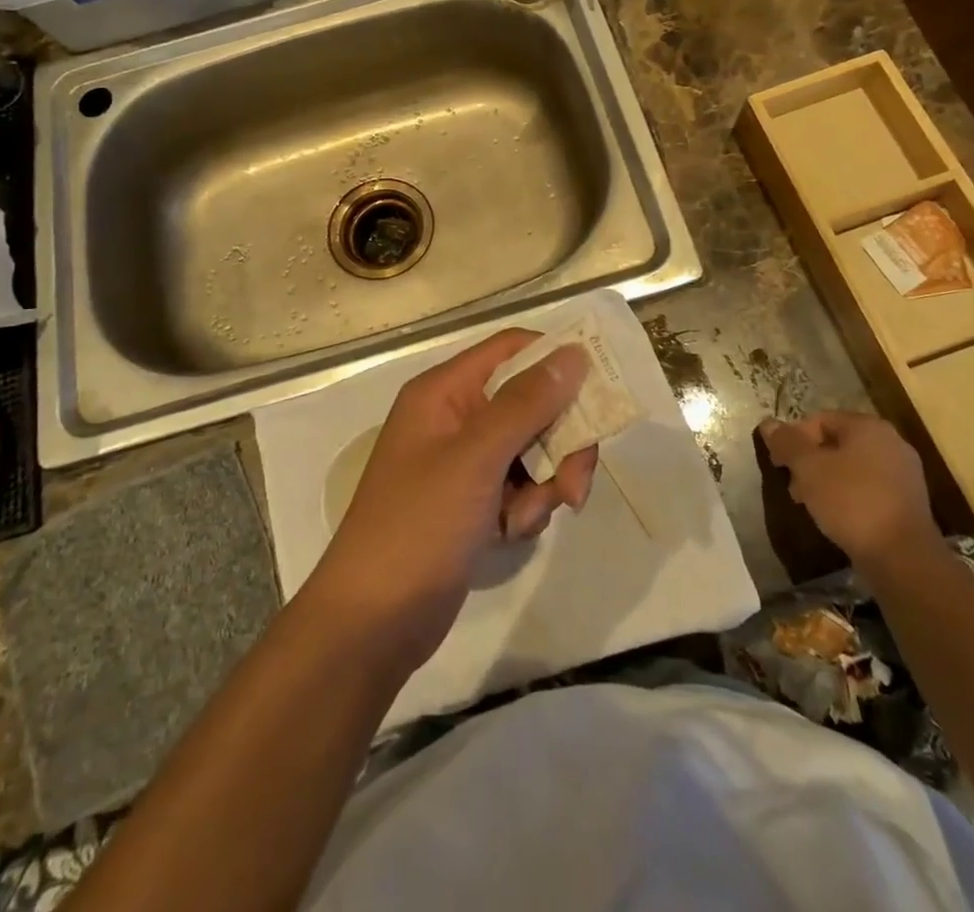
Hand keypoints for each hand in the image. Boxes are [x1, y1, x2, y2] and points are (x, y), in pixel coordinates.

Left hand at [308, 329, 595, 669]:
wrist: (372, 623)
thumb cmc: (418, 527)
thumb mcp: (476, 459)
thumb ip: (527, 403)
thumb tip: (573, 353)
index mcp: (445, 391)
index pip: (512, 349)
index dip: (556, 360)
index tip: (600, 391)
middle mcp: (455, 416)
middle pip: (531, 403)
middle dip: (560, 441)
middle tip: (575, 483)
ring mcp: (463, 461)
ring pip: (532, 448)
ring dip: (544, 483)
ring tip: (525, 520)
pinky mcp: (472, 500)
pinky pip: (520, 485)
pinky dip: (526, 508)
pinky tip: (510, 535)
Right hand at [760, 411, 940, 568]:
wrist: (903, 557)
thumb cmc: (851, 501)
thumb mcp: (808, 468)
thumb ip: (787, 443)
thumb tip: (768, 424)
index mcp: (868, 426)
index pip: (820, 420)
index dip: (794, 438)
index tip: (779, 464)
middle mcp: (891, 442)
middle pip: (837, 443)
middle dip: (810, 462)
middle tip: (793, 486)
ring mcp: (904, 473)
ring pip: (852, 467)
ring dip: (826, 480)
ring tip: (811, 504)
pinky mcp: (908, 502)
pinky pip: (868, 488)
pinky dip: (848, 496)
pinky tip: (836, 517)